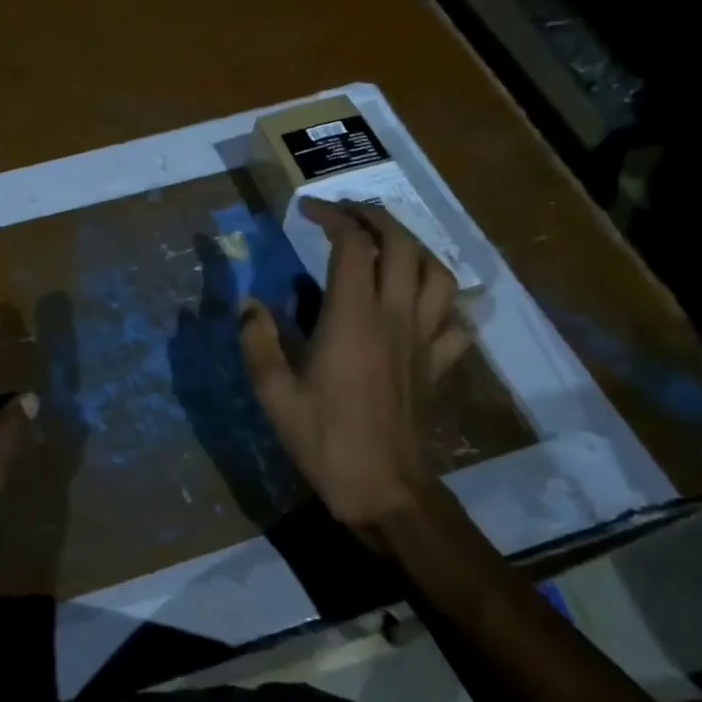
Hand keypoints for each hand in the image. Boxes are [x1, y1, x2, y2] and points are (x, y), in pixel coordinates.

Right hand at [238, 198, 470, 536]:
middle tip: (347, 214)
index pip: (353, 245)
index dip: (332, 216)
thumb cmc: (326, 441)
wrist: (386, 491)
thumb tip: (248, 304)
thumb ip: (257, 342)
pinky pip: (453, 318)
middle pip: (403, 244)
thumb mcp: (274, 394)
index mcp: (353, 318)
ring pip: (437, 272)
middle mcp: (395, 317)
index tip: (306, 210)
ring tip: (388, 243)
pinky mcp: (438, 363)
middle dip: (375, 216)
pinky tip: (422, 300)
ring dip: (415, 246)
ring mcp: (423, 339)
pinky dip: (441, 298)